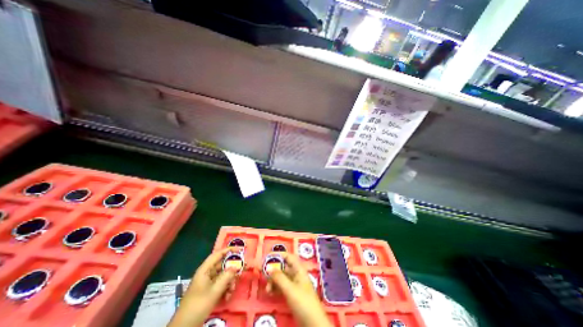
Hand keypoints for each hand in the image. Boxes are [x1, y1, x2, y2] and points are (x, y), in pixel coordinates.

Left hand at [167, 248, 239, 326]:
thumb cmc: (198, 305)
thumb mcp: (214, 291)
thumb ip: (227, 276)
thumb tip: (236, 265)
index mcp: (205, 270)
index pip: (218, 254)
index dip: (229, 250)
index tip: (240, 250)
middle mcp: (207, 273)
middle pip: (223, 265)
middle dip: (232, 269)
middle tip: (243, 269)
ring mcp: (208, 283)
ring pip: (223, 276)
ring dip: (230, 282)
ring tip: (231, 290)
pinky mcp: (209, 291)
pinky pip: (221, 285)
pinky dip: (226, 289)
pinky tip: (227, 297)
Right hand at [266, 253, 329, 326]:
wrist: (313, 323)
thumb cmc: (303, 302)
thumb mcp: (290, 289)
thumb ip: (279, 278)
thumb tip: (269, 267)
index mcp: (298, 269)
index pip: (288, 257)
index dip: (279, 255)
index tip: (268, 257)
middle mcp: (296, 274)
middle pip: (283, 267)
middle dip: (273, 269)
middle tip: (263, 273)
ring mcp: (294, 284)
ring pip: (281, 277)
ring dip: (273, 281)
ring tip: (267, 289)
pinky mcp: (292, 294)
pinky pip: (282, 286)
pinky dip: (276, 288)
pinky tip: (270, 293)